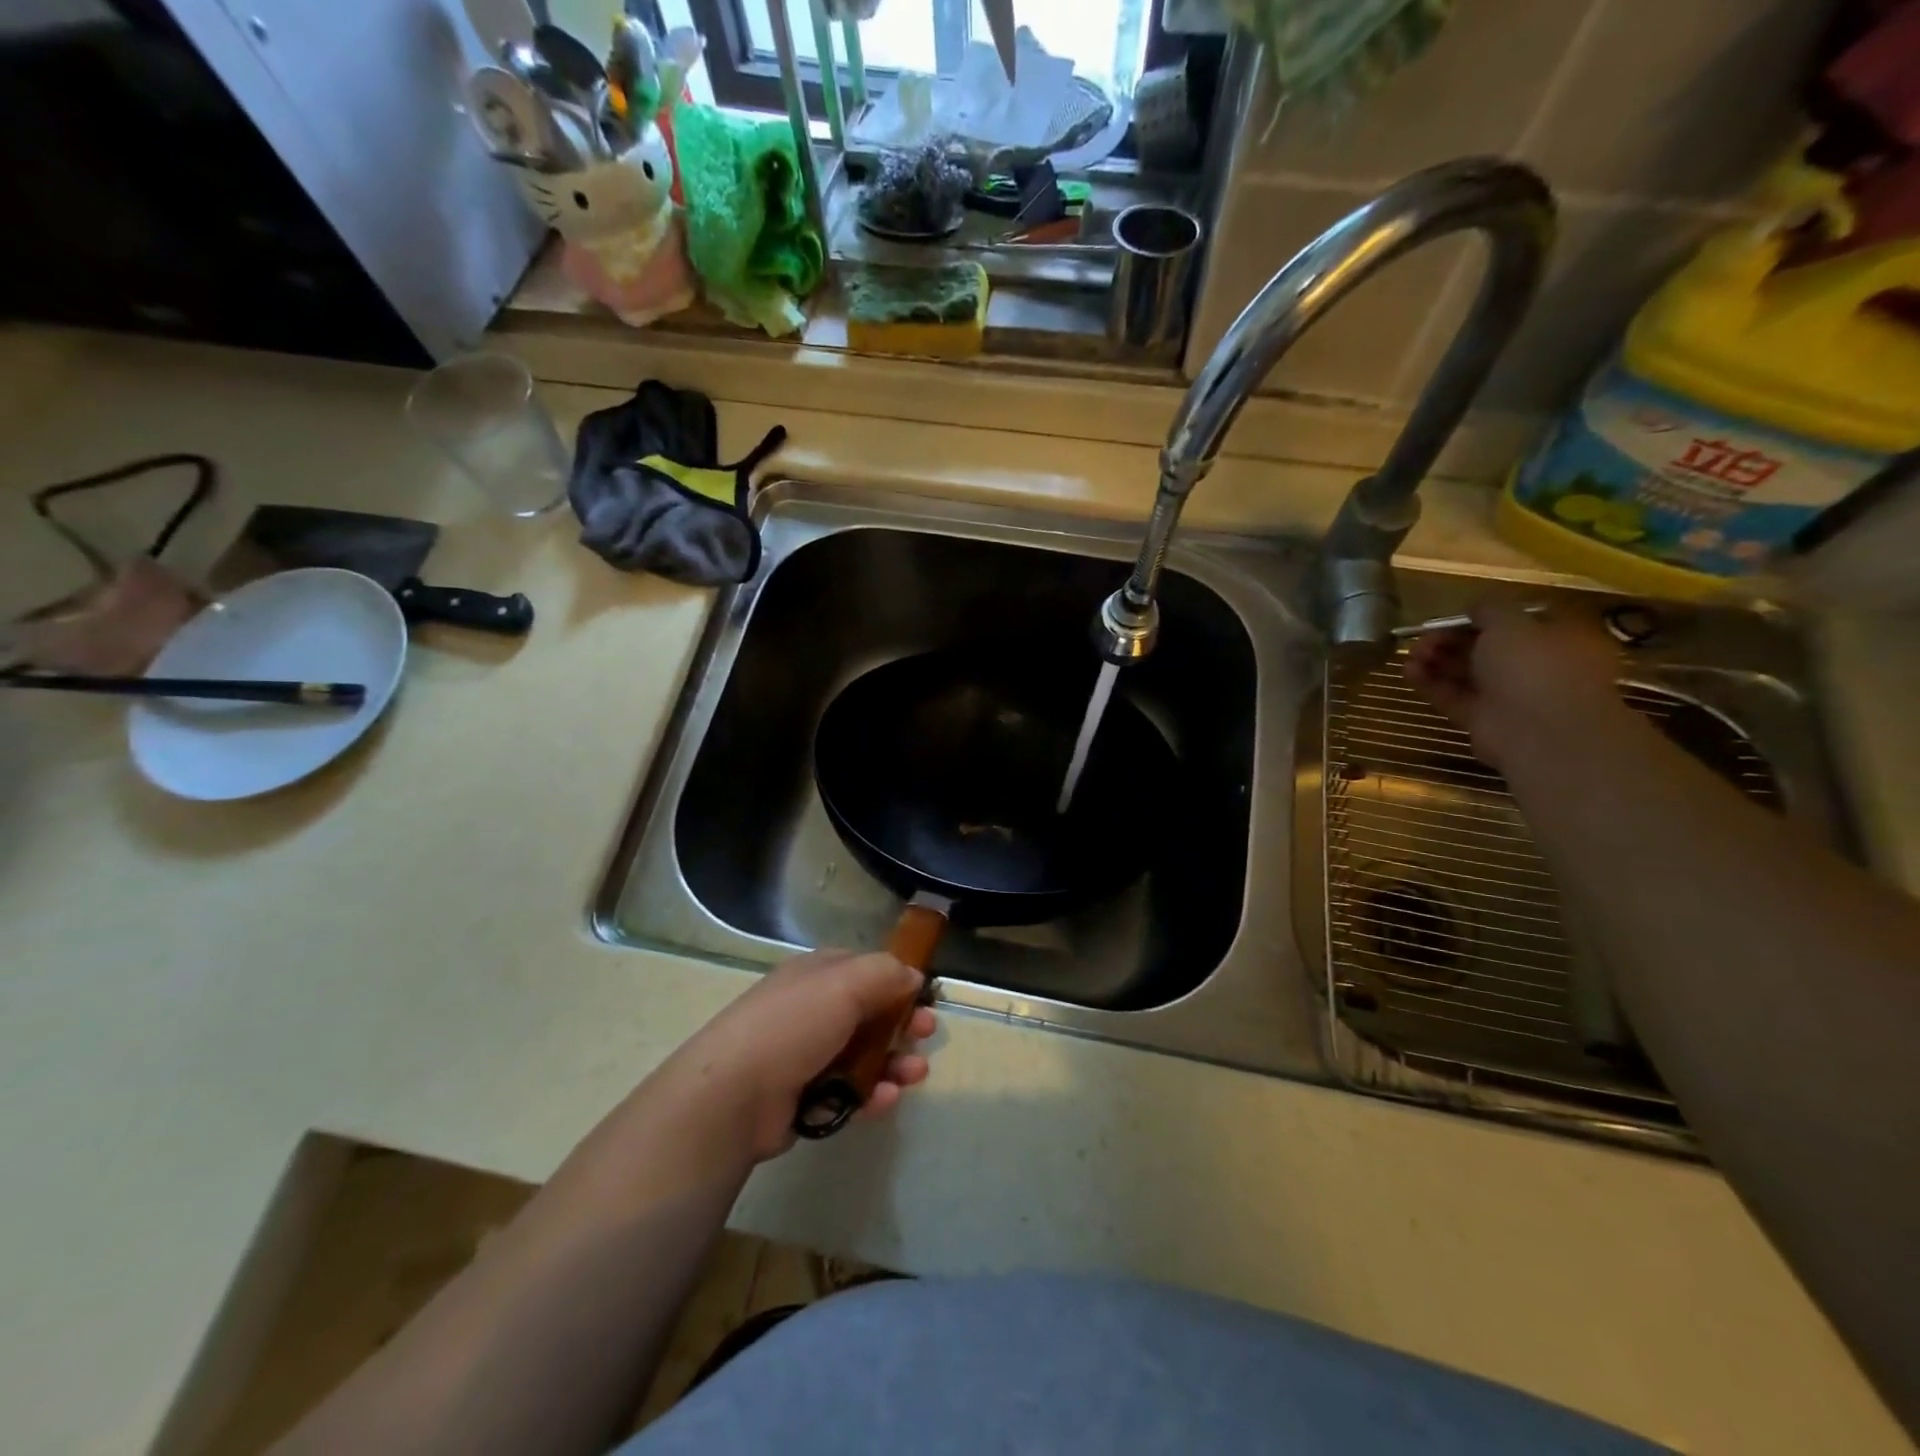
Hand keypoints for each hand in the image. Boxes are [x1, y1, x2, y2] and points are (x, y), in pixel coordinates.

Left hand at [657, 950, 936, 1163]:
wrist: (733, 1096)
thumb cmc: (793, 1025)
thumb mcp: (845, 983)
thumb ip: (886, 973)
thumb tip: (913, 976)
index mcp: (816, 975)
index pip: (864, 970)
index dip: (897, 981)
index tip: (924, 997)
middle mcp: (812, 1010)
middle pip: (869, 1014)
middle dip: (902, 1024)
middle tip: (926, 1035)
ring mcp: (807, 1056)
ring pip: (863, 1056)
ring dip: (894, 1063)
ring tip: (914, 1075)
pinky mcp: (805, 1098)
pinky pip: (848, 1092)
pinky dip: (870, 1095)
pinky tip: (886, 1100)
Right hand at [1402, 599, 1627, 770]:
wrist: (1539, 731)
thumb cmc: (1535, 666)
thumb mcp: (1512, 623)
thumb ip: (1490, 609)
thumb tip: (1475, 607)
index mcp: (1557, 639)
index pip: (1517, 622)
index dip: (1482, 617)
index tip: (1454, 616)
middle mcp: (1535, 666)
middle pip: (1485, 647)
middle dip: (1450, 640)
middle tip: (1424, 638)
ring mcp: (1508, 695)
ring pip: (1465, 672)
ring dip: (1436, 660)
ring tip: (1411, 655)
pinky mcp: (1482, 719)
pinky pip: (1453, 696)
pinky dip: (1430, 684)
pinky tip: (1408, 672)